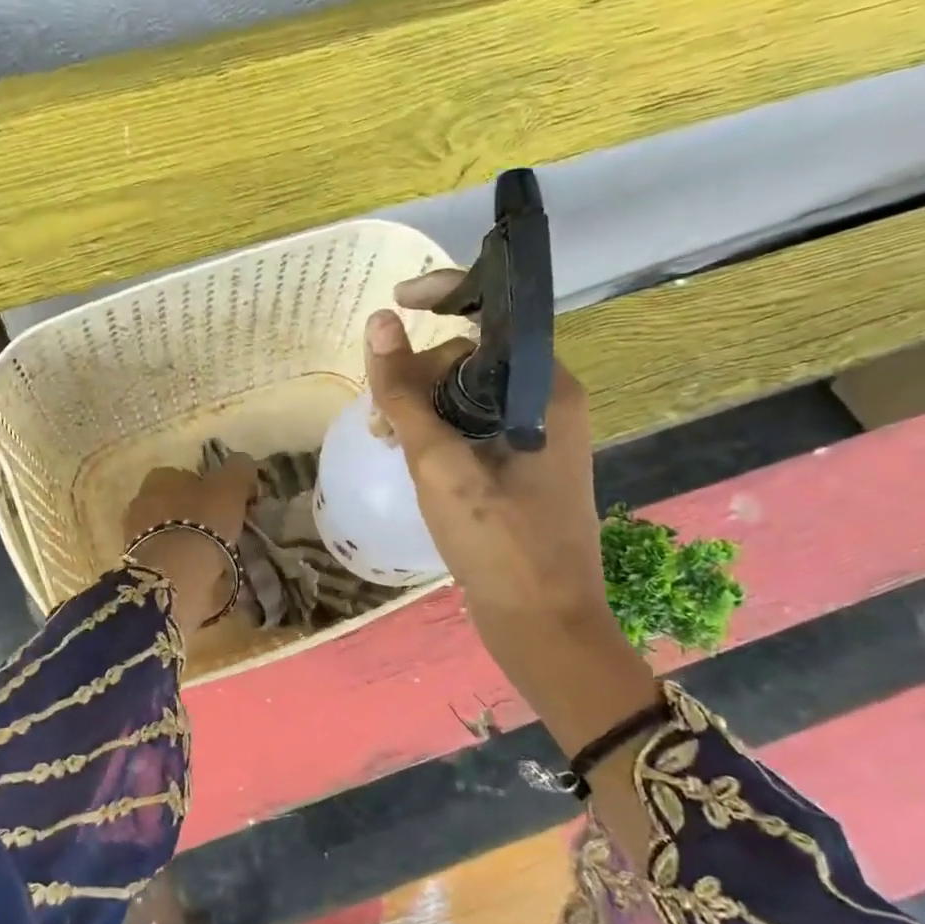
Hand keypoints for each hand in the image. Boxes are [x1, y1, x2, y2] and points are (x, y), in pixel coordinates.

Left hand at [123, 458, 258, 628]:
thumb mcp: (231, 486)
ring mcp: (134, 534)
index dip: (210, 488)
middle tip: (223, 530)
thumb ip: (239, 469)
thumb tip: (243, 463)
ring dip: (189, 538)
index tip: (228, 505)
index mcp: (159, 477)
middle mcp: (141, 500)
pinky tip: (200, 571)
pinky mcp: (138, 563)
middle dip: (196, 514)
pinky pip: (166, 556)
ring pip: (169, 530)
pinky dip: (181, 561)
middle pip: (175, 503)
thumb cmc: (203, 521)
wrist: (175, 573)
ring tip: (215, 554)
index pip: (186, 476)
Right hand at [364, 273, 606, 654]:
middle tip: (380, 414)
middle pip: (472, 358)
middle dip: (419, 371)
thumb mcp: (440, 465)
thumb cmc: (499, 544)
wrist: (542, 627)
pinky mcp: (518, 469)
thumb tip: (379, 323)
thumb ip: (405, 394)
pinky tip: (405, 455)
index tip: (395, 303)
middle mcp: (545, 405)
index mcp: (545, 390)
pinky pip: (470, 429)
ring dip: (420, 406)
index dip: (444, 296)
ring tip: (384, 440)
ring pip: (466, 396)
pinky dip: (435, 433)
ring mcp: (532, 440)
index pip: (495, 315)